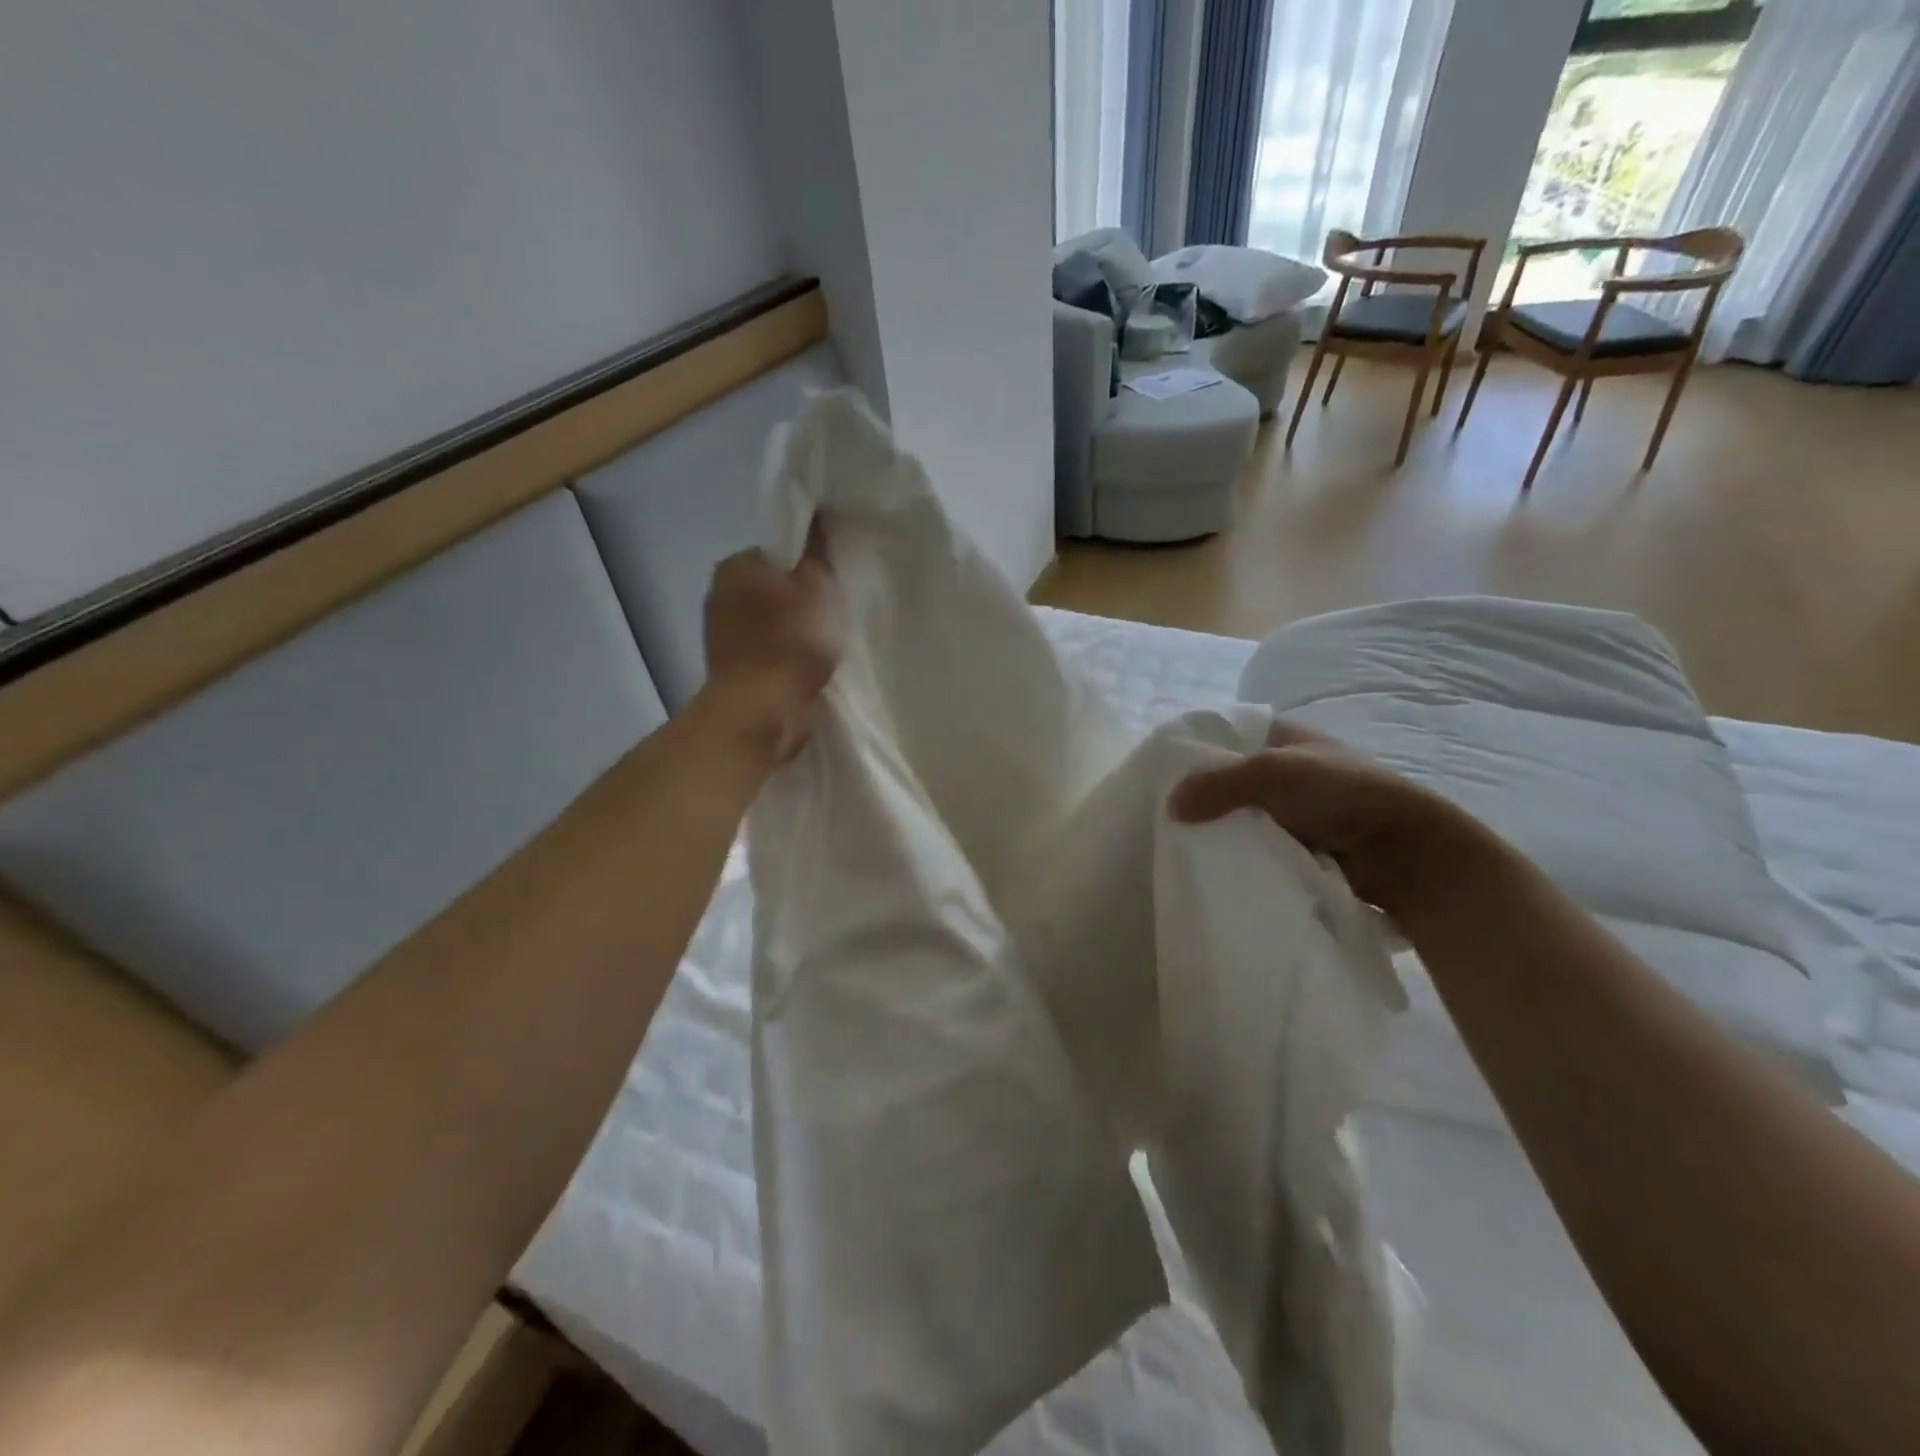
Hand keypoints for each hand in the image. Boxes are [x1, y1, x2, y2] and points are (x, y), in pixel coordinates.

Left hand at [702, 523, 843, 760]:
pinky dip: (787, 656)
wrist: (762, 711)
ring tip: (826, 643)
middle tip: (835, 613)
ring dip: (796, 630)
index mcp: (736, 565)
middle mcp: (720, 594)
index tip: (833, 582)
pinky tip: (809, 666)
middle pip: (775, 586)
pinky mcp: (733, 669)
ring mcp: (722, 635)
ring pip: (772, 621)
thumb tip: (817, 516)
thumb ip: (818, 550)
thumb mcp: (817, 586)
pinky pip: (768, 651)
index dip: (810, 563)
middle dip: (802, 598)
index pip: (779, 550)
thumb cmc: (791, 641)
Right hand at [1168, 721, 1489, 923]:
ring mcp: (1294, 809)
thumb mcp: (1272, 773)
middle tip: (1167, 819)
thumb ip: (1218, 784)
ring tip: (1184, 846)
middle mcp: (1285, 769)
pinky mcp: (1300, 844)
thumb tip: (1171, 806)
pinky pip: (1256, 845)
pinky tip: (1216, 864)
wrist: (1405, 852)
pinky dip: (1241, 853)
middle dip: (1203, 799)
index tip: (1160, 777)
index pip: (1224, 738)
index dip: (1194, 754)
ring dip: (1222, 830)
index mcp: (1281, 736)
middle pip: (1228, 781)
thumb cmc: (1342, 794)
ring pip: (1240, 816)